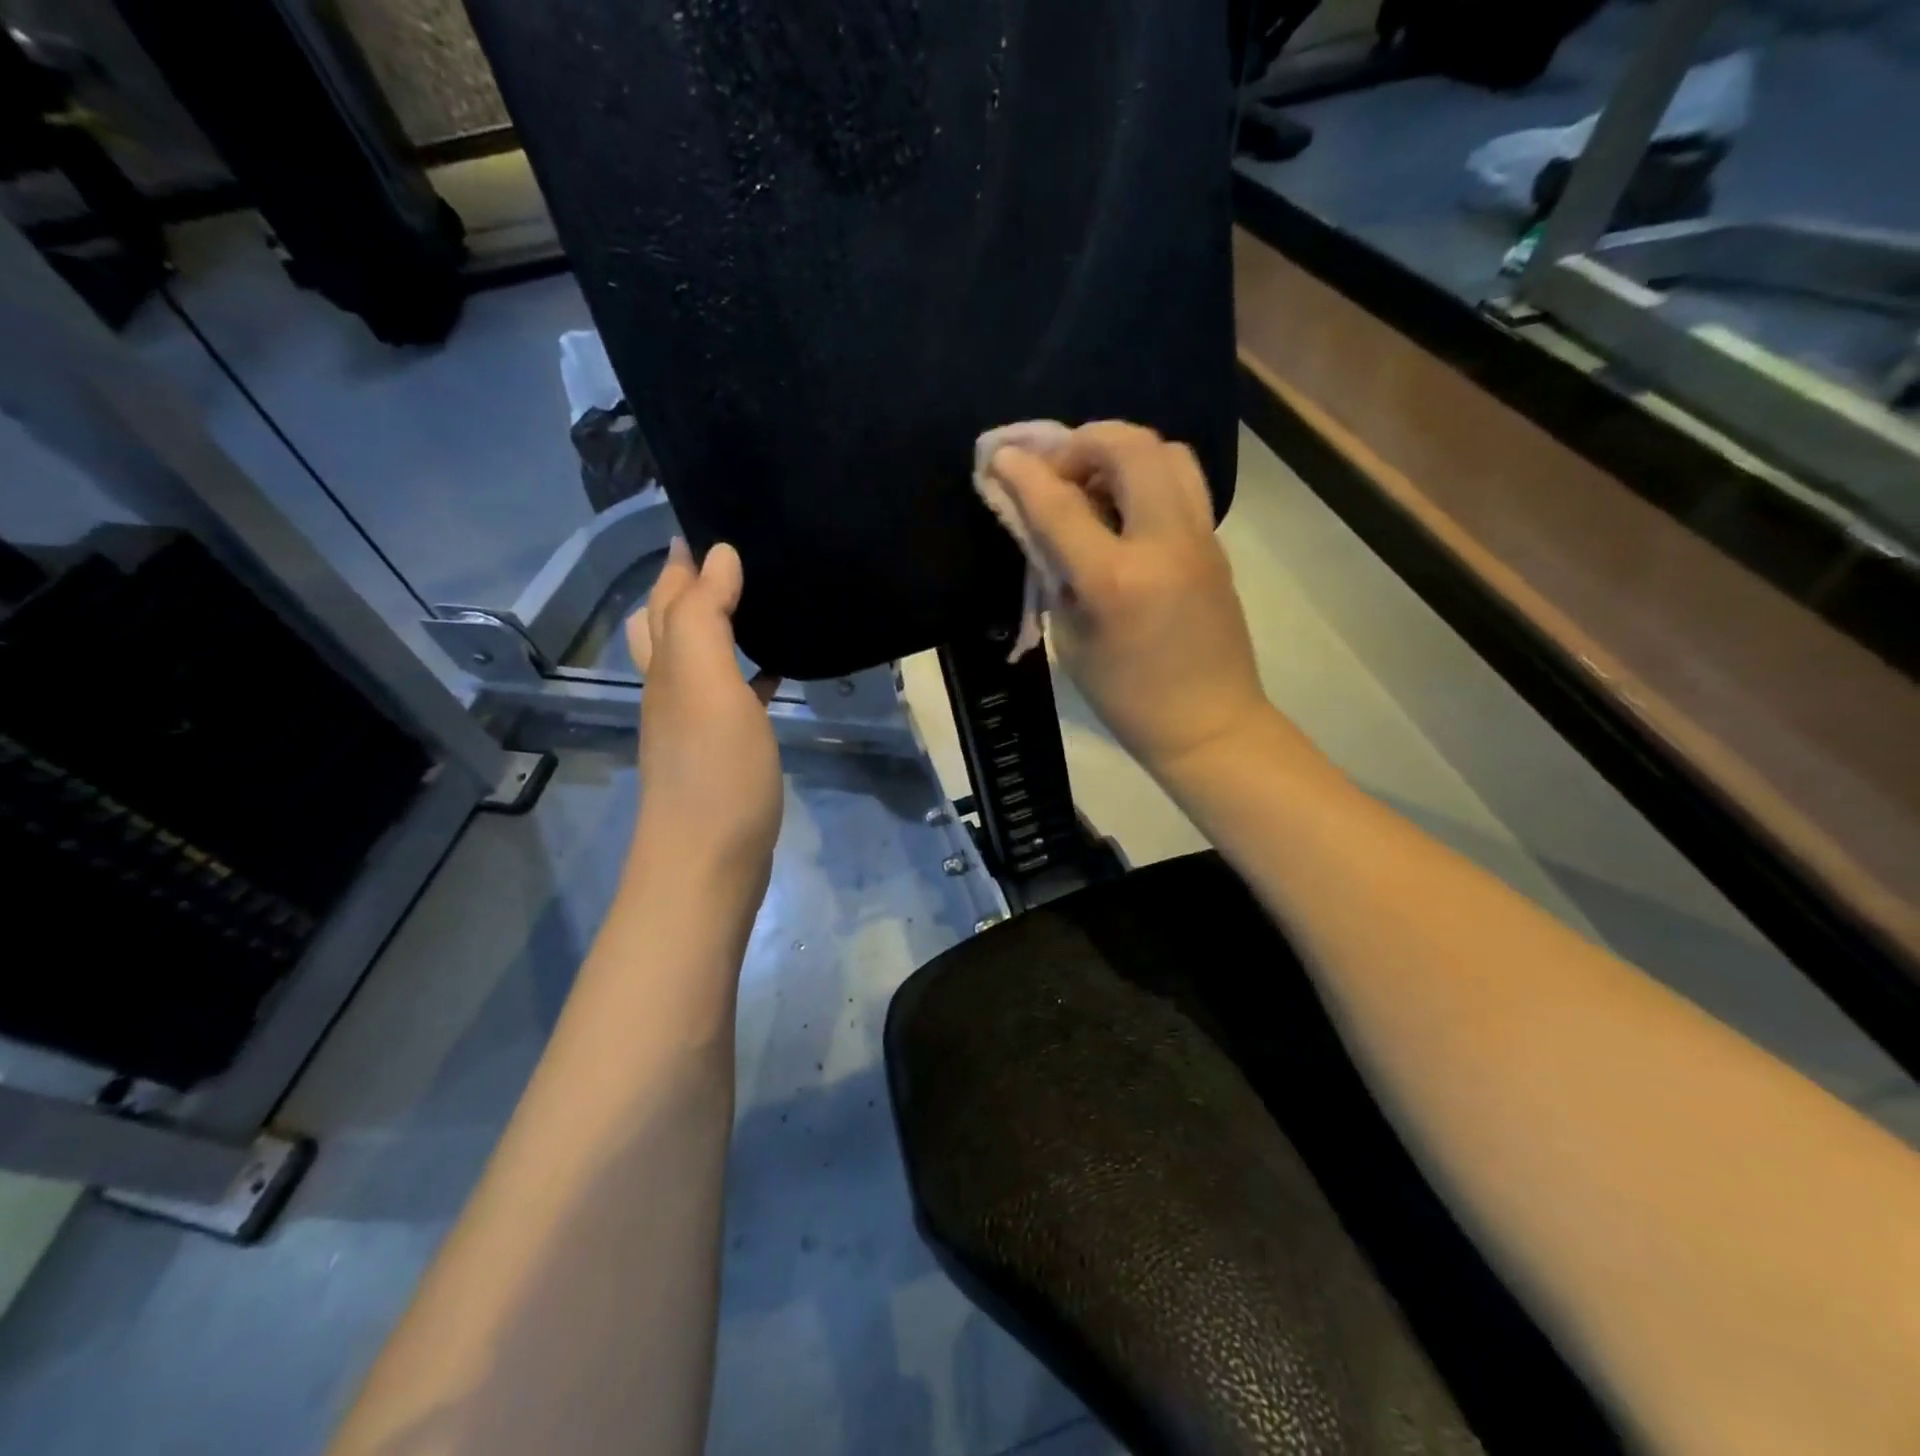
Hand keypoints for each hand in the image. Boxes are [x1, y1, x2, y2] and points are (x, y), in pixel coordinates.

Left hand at [626, 538, 782, 886]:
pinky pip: (731, 698)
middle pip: (669, 626)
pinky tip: (771, 675)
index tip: (705, 523)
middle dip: (686, 588)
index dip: (681, 561)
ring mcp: (695, 725)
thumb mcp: (706, 684)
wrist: (708, 863)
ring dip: (716, 628)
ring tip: (750, 603)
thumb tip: (716, 554)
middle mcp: (673, 690)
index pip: (668, 598)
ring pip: (699, 661)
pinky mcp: (722, 754)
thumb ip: (706, 616)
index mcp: (668, 666)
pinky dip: (745, 676)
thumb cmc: (713, 772)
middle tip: (723, 559)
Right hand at [989, 422, 1272, 779]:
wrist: (1208, 724)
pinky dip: (1146, 477)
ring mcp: (1199, 539)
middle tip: (1058, 470)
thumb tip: (1040, 527)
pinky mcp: (1216, 545)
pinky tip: (1124, 511)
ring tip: (1095, 482)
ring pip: (1168, 452)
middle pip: (1130, 447)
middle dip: (1083, 442)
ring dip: (1123, 451)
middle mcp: (1164, 544)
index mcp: (1116, 580)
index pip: (1061, 505)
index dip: (1024, 473)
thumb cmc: (1126, 698)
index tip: (1000, 455)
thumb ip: (1055, 575)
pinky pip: (1182, 484)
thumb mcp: (1072, 640)